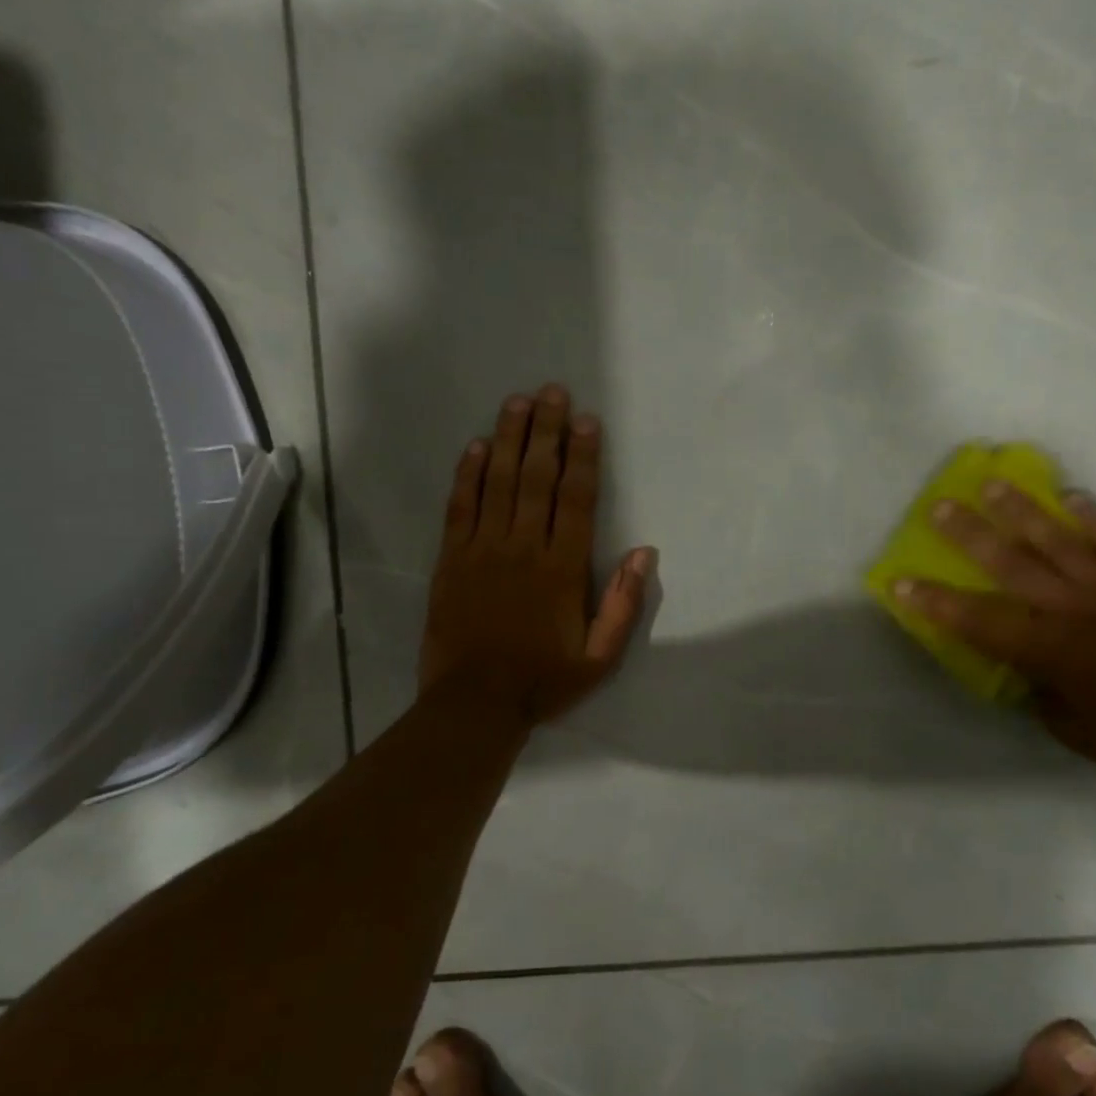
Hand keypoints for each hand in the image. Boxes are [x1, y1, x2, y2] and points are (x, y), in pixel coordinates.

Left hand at [420, 385, 655, 724]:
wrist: (474, 704)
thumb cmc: (542, 681)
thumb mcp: (600, 657)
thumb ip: (623, 604)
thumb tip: (644, 553)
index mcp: (562, 569)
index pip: (576, 499)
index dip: (583, 456)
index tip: (587, 421)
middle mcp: (523, 548)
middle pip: (537, 477)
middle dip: (546, 431)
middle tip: (552, 391)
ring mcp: (483, 550)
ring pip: (498, 482)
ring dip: (508, 438)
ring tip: (517, 402)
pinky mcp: (451, 559)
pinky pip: (460, 507)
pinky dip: (467, 474)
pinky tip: (475, 446)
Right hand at [894, 482, 1095, 787]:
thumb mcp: (1066, 725)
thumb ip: (1037, 685)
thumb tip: (1024, 662)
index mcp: (1046, 650)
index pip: (975, 619)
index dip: (933, 600)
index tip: (900, 580)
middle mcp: (1072, 609)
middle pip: (1010, 563)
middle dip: (969, 534)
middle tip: (941, 506)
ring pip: (1058, 540)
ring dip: (1022, 510)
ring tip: (994, 483)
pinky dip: (1093, 516)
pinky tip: (1073, 494)